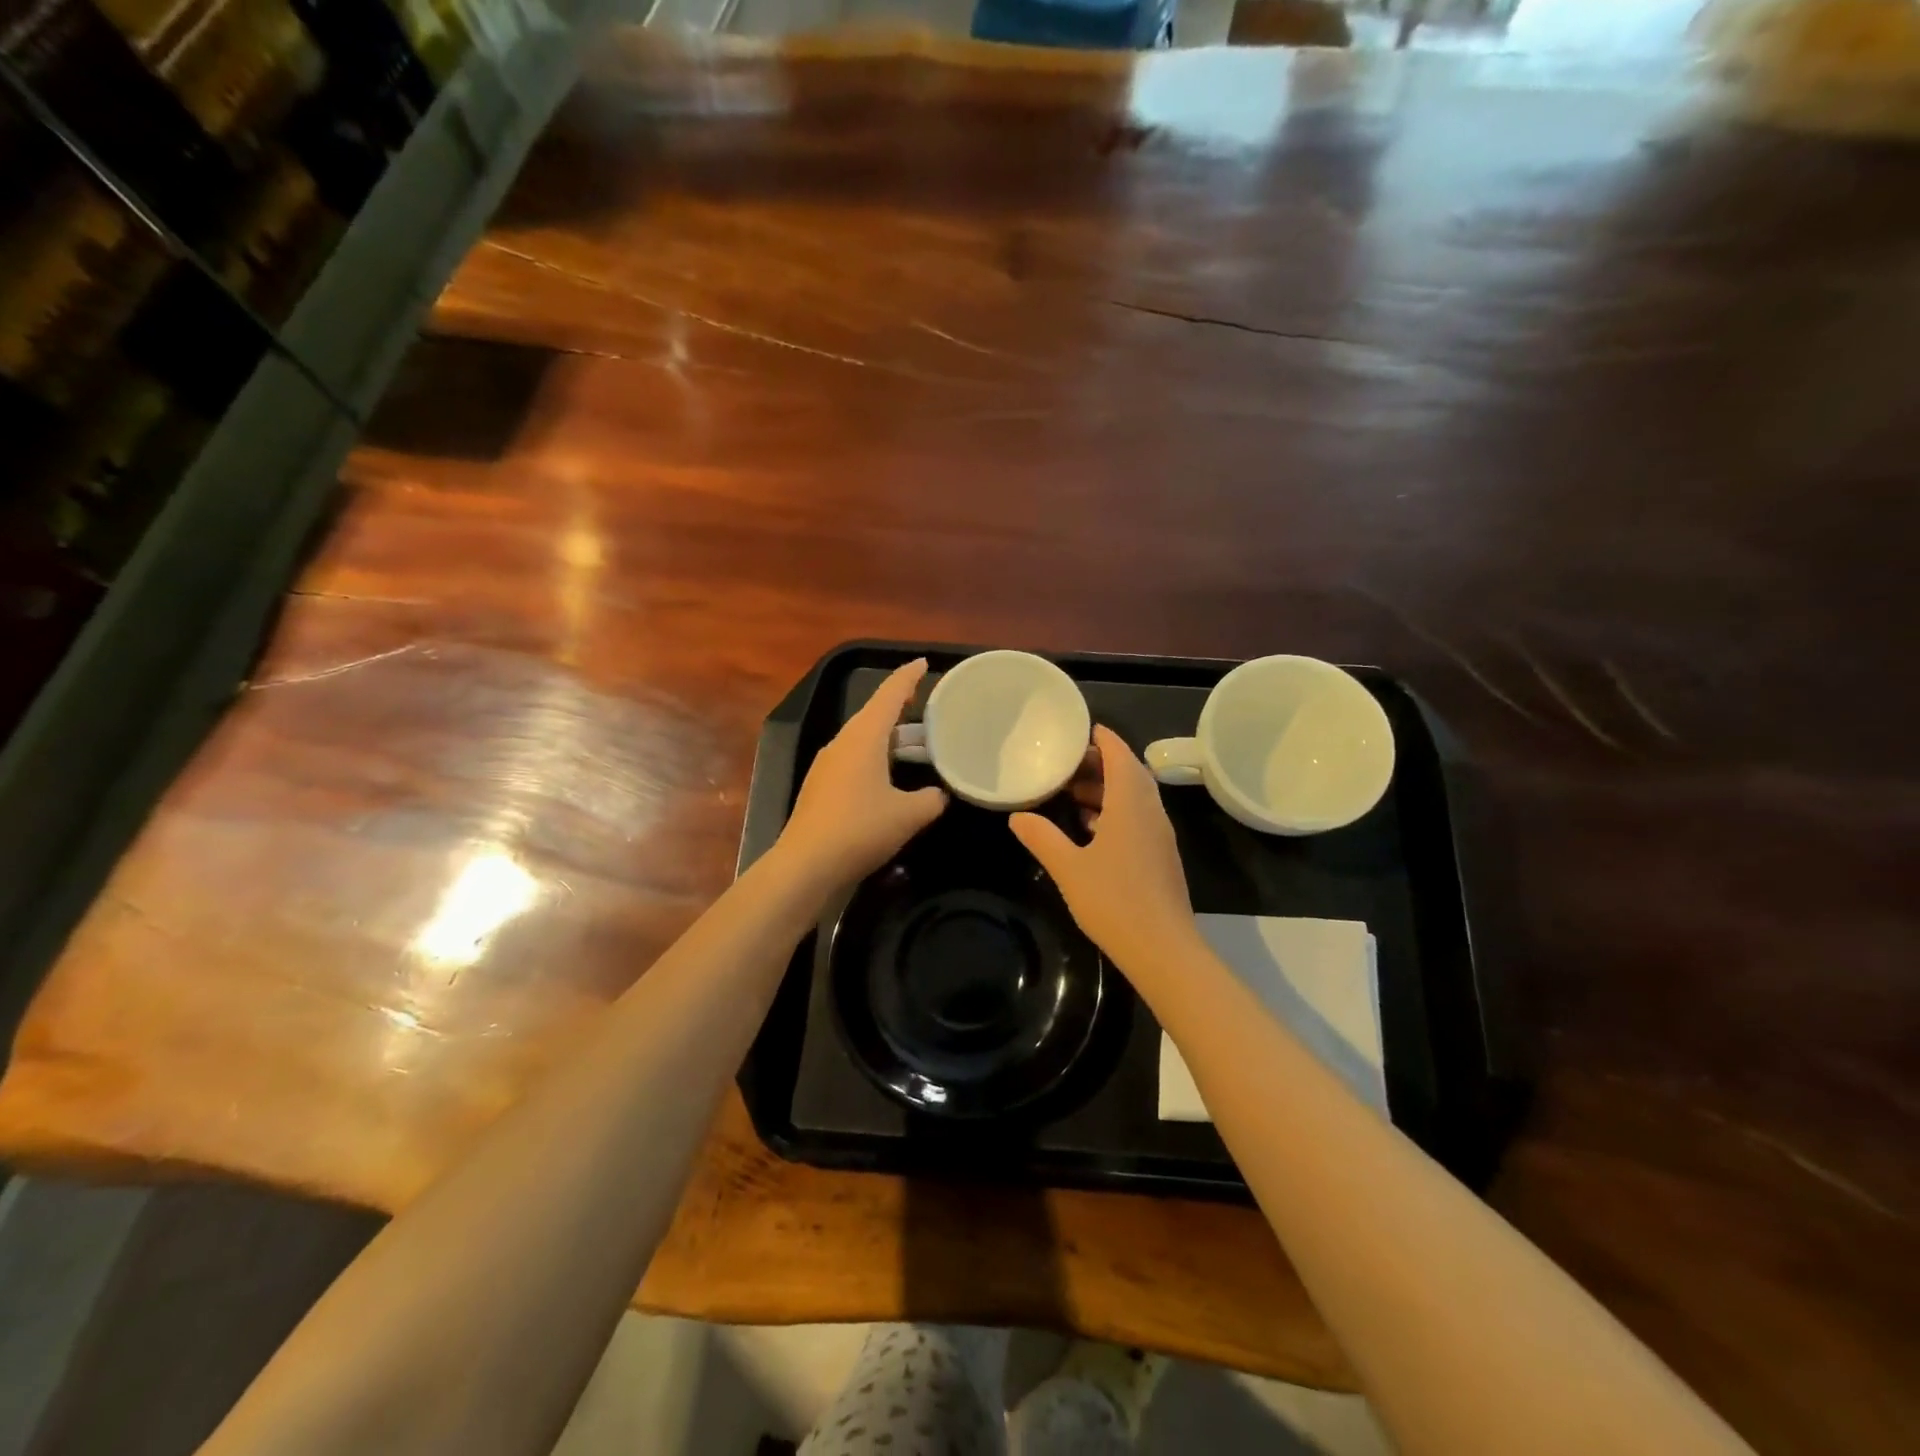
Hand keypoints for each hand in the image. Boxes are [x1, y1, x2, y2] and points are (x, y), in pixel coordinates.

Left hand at [777, 659, 946, 890]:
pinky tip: (888, 777)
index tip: (922, 663)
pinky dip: (876, 758)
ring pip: (863, 739)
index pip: (889, 695)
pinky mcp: (821, 787)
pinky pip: (854, 760)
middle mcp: (842, 743)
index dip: (907, 677)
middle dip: (900, 708)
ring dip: (888, 737)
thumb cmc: (861, 829)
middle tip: (926, 706)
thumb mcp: (909, 815)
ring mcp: (827, 765)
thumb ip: (932, 800)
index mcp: (864, 737)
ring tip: (914, 743)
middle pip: (874, 715)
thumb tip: (940, 795)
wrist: (806, 865)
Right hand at [1010, 725, 1199, 982]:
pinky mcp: (1160, 857)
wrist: (1163, 949)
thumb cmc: (1114, 901)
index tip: (1084, 729)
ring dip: (1107, 789)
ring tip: (1072, 793)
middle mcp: (1150, 813)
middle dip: (1101, 763)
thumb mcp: (1069, 868)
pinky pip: (1138, 819)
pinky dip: (1115, 811)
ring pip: (1135, 798)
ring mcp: (1159, 836)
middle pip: (1130, 774)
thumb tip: (1017, 817)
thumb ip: (1042, 838)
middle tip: (1067, 763)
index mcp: (1131, 805)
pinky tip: (1090, 828)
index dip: (1104, 739)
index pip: (1121, 756)